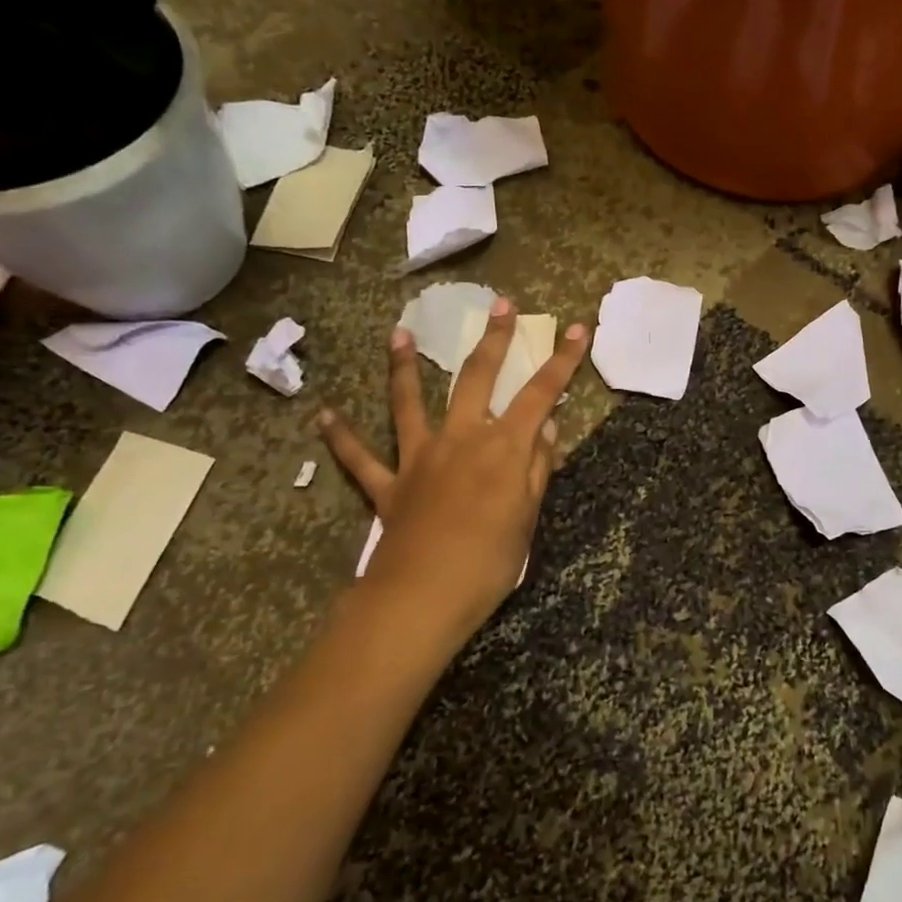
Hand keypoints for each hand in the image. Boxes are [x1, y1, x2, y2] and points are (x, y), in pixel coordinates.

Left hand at [316, 300, 588, 646]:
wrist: (423, 597)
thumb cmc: (489, 562)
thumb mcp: (528, 518)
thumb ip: (536, 468)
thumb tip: (548, 428)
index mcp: (502, 448)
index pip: (540, 394)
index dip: (562, 361)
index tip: (578, 328)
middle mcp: (460, 440)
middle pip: (476, 379)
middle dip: (492, 339)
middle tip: (499, 304)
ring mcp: (419, 459)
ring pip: (409, 403)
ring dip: (405, 367)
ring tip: (399, 333)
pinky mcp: (389, 486)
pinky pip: (360, 458)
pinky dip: (342, 437)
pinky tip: (323, 417)